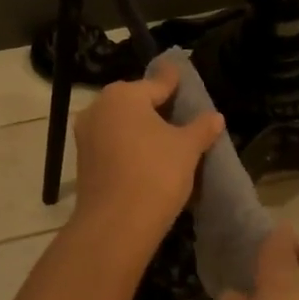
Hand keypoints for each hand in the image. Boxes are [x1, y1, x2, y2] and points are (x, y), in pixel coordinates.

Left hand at [71, 59, 223, 251]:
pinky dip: (130, 147)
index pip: (158, 83)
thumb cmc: (156, 173)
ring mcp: (86, 136)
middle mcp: (99, 108)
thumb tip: (215, 117)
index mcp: (124, 95)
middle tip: (182, 114)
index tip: (183, 74)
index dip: (175, 82)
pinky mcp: (83, 162)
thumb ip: (201, 128)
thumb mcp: (187, 148)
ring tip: (168, 140)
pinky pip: (113, 145)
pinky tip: (148, 159)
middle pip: (136, 102)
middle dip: (157, 107)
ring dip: (142, 129)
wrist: (116, 225)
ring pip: (122, 125)